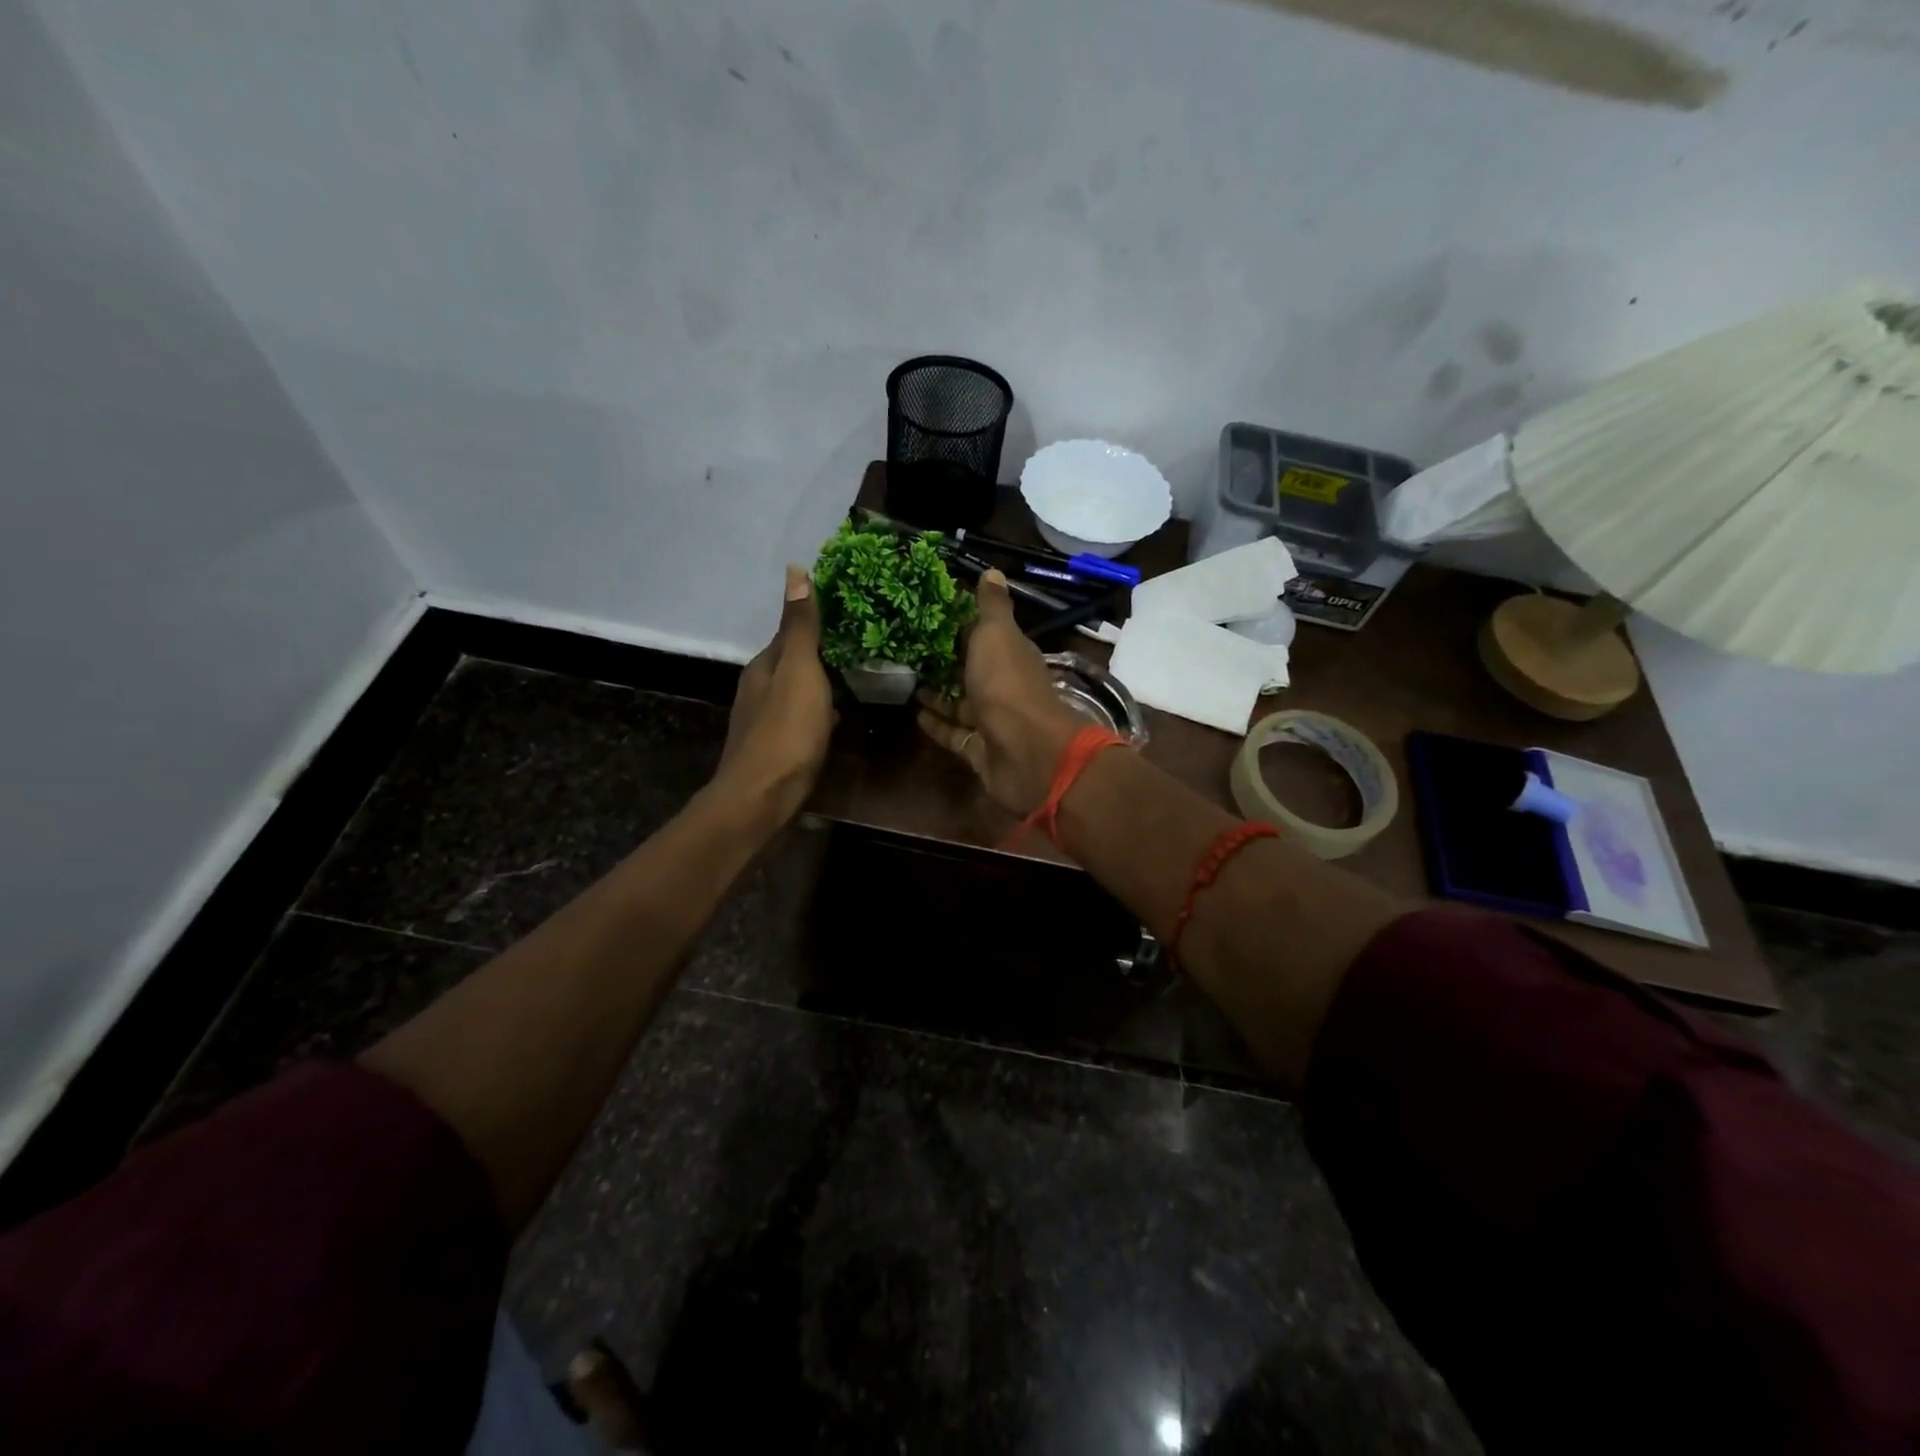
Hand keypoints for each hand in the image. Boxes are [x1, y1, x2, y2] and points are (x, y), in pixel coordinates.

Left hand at [715, 566, 834, 825]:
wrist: (763, 797)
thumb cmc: (786, 730)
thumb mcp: (800, 671)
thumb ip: (801, 626)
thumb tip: (794, 570)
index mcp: (764, 665)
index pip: (791, 632)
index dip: (817, 620)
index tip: (851, 611)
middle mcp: (759, 688)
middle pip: (794, 662)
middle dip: (823, 653)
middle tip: (863, 644)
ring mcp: (767, 720)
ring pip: (799, 691)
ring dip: (822, 683)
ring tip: (858, 676)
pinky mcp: (778, 748)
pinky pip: (803, 718)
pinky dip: (821, 712)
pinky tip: (839, 718)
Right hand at [917, 569, 1081, 814]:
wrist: (1026, 752)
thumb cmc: (1007, 685)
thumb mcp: (997, 635)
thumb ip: (992, 607)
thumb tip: (993, 571)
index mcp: (1012, 655)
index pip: (985, 636)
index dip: (959, 626)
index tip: (927, 615)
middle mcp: (1004, 687)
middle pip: (971, 671)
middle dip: (944, 662)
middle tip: (906, 650)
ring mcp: (992, 722)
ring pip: (961, 705)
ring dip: (937, 695)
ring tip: (905, 681)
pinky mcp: (979, 751)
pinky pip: (954, 735)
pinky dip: (937, 725)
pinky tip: (914, 714)